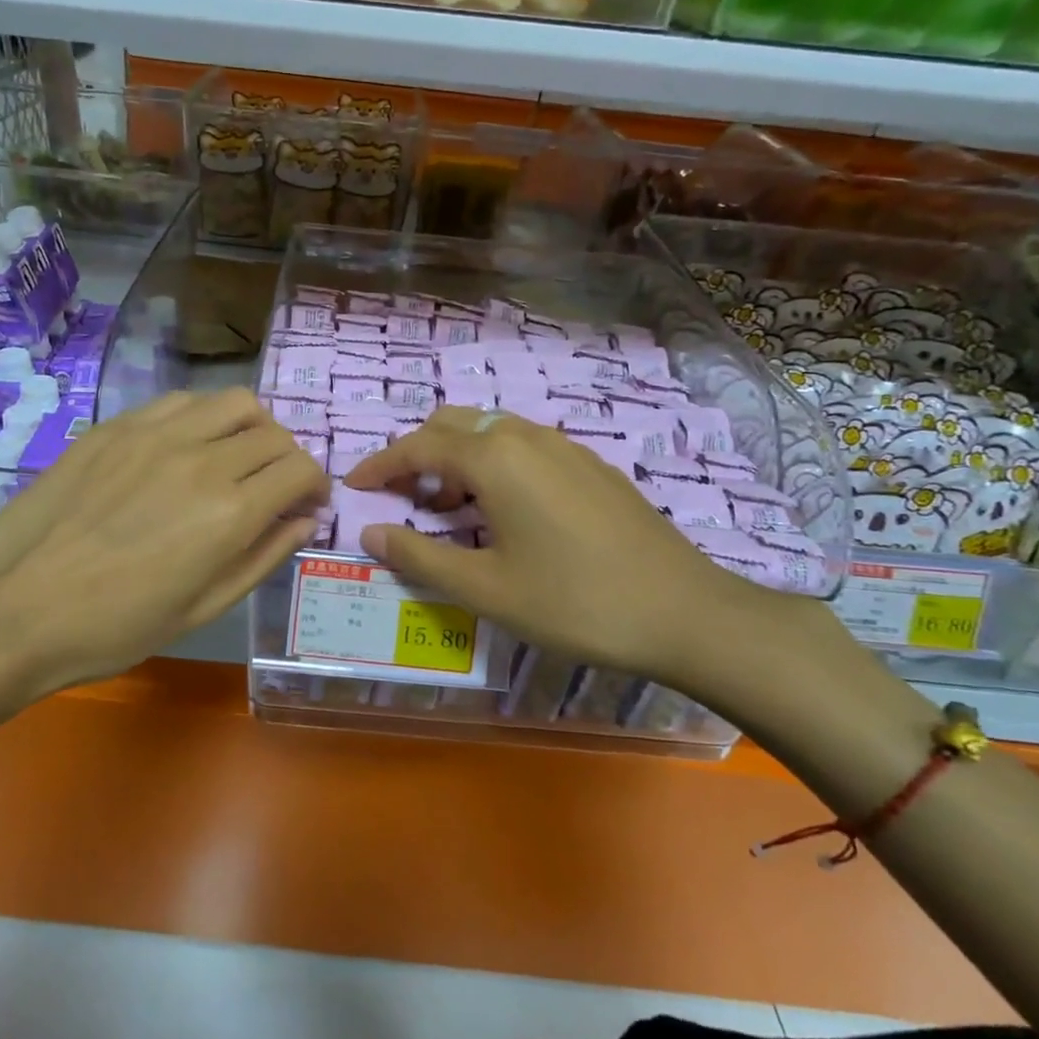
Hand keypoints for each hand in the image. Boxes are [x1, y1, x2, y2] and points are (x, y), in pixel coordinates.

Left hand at [0, 388, 326, 700]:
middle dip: (289, 461)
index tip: (307, 505)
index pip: (301, 470)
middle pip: (274, 435)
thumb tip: (304, 521)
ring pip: (234, 403)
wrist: (16, 608)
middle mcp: (203, 459)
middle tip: (274, 489)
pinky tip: (187, 447)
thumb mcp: (204, 608)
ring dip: (252, 428)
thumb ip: (263, 557)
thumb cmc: (116, 627)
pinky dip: (204, 418)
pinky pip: (182, 403)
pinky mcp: (117, 427)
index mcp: (231, 512)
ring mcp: (156, 434)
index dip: (315, 486)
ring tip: (237, 457)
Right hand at [343, 407, 810, 701]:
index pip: (417, 447)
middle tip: (400, 499)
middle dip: (416, 455)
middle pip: (452, 426)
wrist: (684, 612)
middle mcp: (525, 437)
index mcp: (493, 459)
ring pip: (490, 432)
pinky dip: (493, 465)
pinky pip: (523, 447)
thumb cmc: (574, 602)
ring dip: (456, 460)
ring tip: (448, 511)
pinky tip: (504, 513)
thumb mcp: (486, 589)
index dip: (380, 466)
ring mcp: (564, 447)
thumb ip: (420, 557)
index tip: (353, 487)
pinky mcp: (590, 465)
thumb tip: (371, 534)